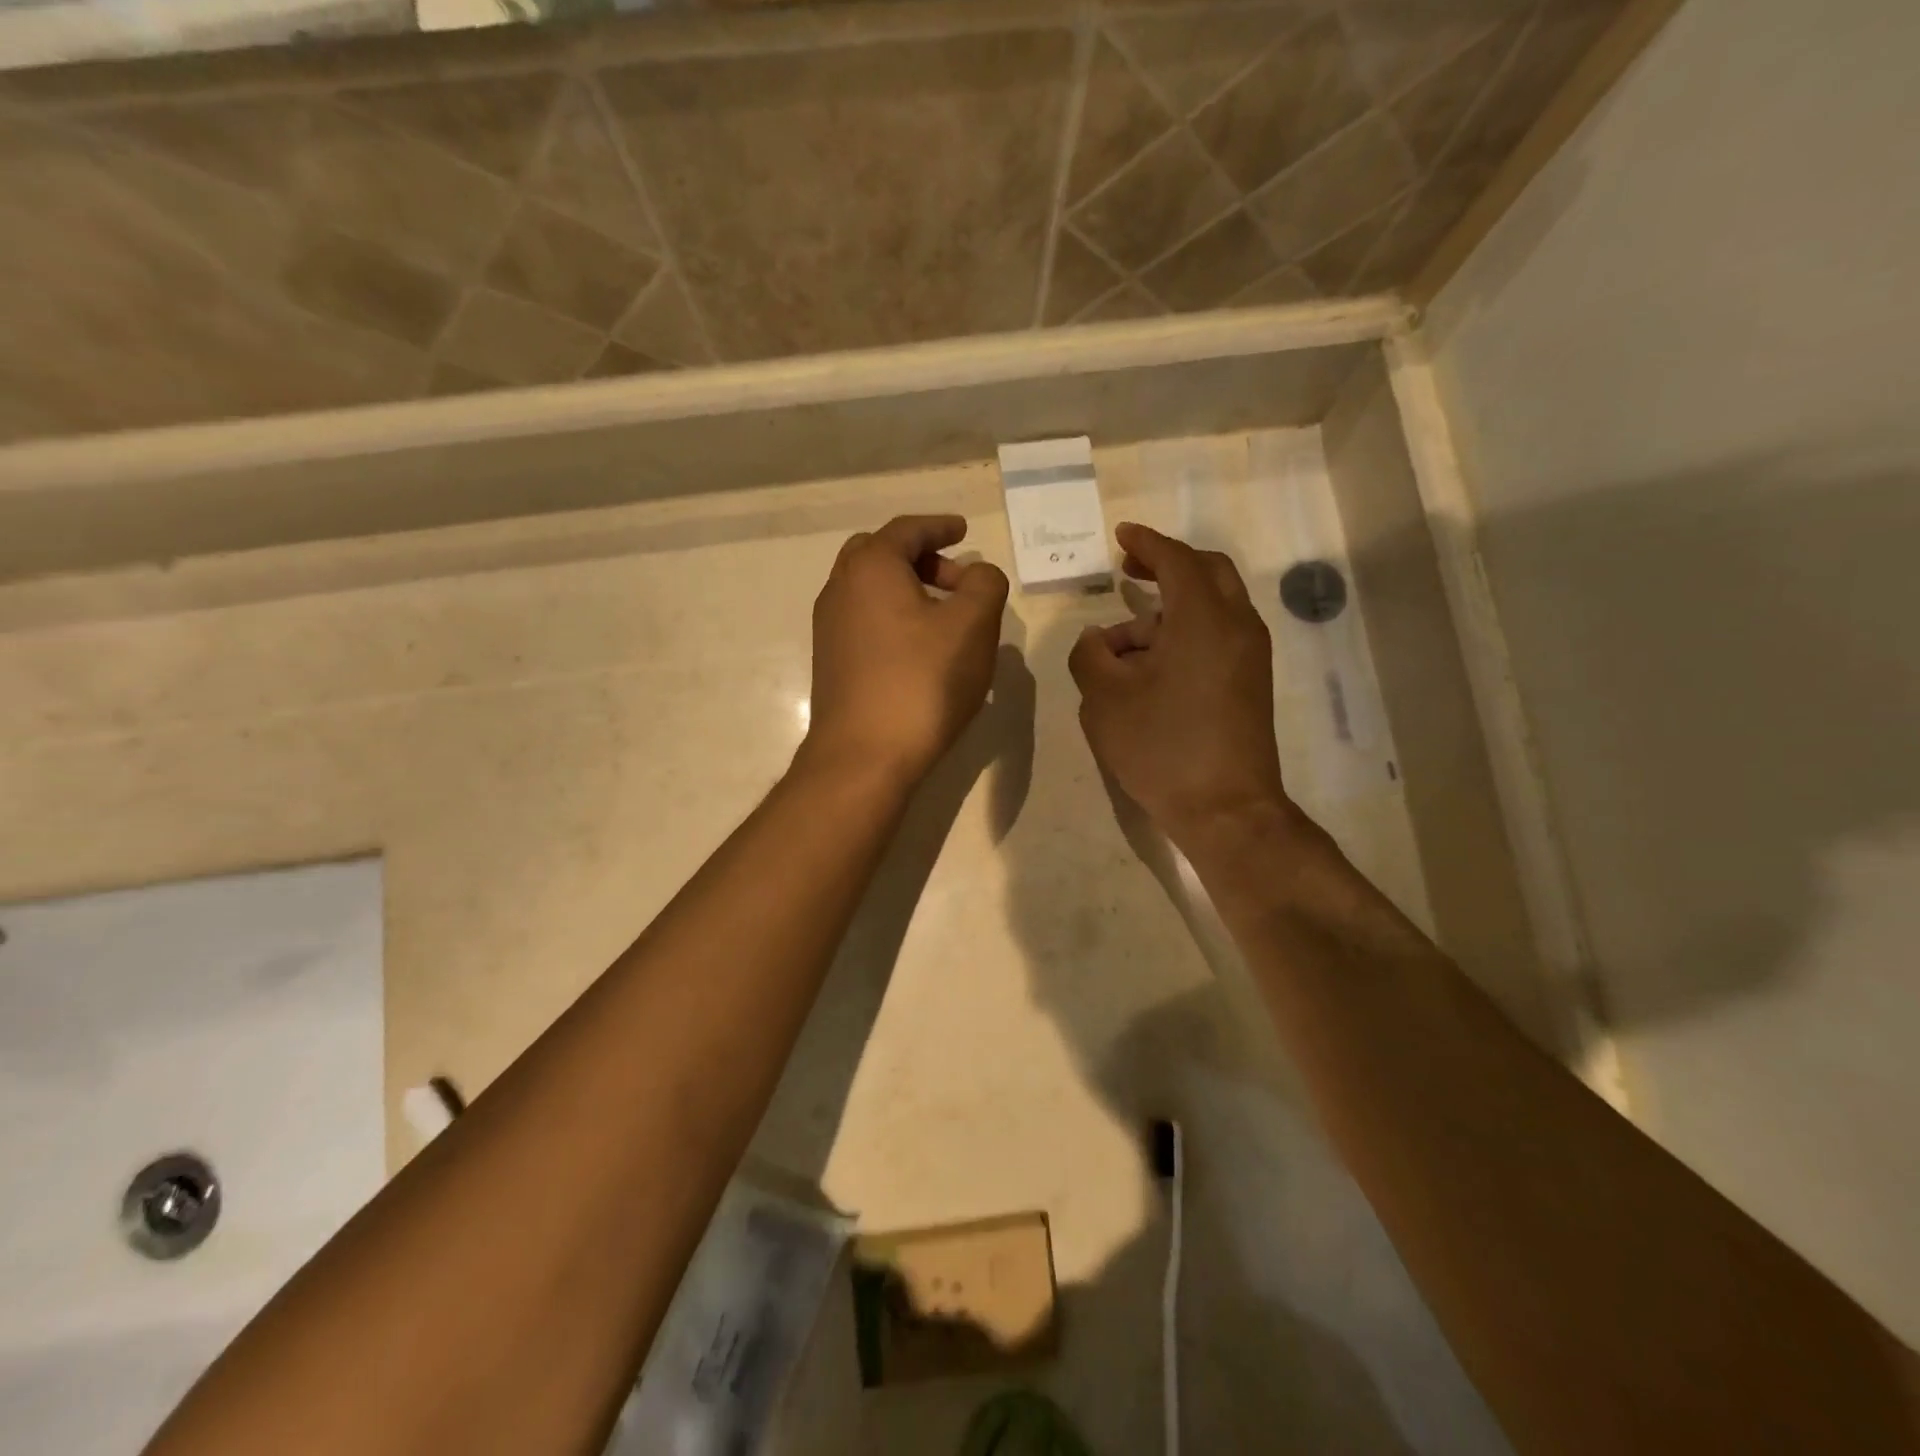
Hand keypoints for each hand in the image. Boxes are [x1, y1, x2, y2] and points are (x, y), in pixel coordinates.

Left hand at [802, 515, 1009, 786]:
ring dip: (908, 590)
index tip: (964, 531)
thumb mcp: (973, 625)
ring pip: (871, 590)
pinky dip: (894, 617)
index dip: (941, 526)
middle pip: (880, 554)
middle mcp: (840, 589)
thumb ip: (985, 584)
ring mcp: (830, 628)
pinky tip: (922, 649)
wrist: (864, 756)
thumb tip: (978, 575)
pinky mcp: (832, 663)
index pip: (908, 529)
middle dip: (921, 558)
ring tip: (946, 617)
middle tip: (957, 579)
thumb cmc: (922, 682)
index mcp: (871, 567)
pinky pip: (866, 621)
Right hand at [1069, 523, 1293, 848]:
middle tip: (1130, 571)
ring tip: (1120, 647)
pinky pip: (1218, 636)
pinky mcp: (1251, 683)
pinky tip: (1149, 667)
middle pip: (1207, 573)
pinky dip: (1185, 634)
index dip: (1146, 543)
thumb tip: (1095, 639)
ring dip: (1168, 611)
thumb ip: (1090, 656)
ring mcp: (1250, 656)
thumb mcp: (1104, 700)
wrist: (1226, 809)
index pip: (1176, 560)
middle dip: (1167, 565)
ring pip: (1212, 608)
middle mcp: (1237, 626)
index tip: (1121, 536)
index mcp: (1203, 618)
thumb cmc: (1162, 747)